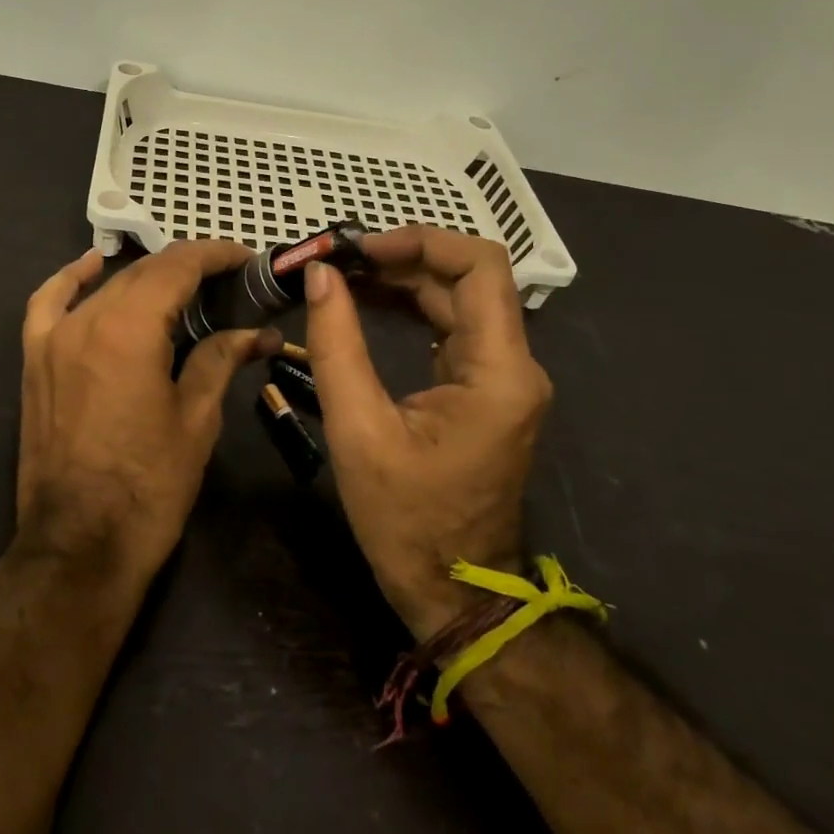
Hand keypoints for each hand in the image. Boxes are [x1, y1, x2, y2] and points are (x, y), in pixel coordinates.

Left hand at [17, 240, 280, 581]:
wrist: (79, 545)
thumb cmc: (148, 486)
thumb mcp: (196, 419)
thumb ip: (221, 359)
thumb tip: (259, 332)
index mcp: (130, 328)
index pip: (178, 266)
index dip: (216, 255)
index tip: (246, 260)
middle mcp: (87, 319)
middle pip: (144, 272)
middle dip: (190, 269)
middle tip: (229, 283)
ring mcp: (54, 338)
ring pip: (107, 287)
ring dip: (147, 278)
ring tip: (184, 288)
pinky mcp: (36, 361)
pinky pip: (49, 303)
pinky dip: (72, 279)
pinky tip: (93, 266)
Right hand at [303, 225, 552, 640]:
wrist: (453, 592)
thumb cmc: (406, 521)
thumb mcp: (358, 430)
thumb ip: (337, 344)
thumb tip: (320, 274)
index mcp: (498, 371)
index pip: (480, 267)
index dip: (422, 241)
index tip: (361, 249)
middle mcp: (514, 364)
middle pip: (468, 278)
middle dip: (403, 257)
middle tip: (338, 260)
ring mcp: (503, 378)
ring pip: (459, 299)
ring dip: (404, 279)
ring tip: (343, 274)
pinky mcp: (485, 390)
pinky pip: (452, 328)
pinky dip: (411, 306)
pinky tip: (368, 302)